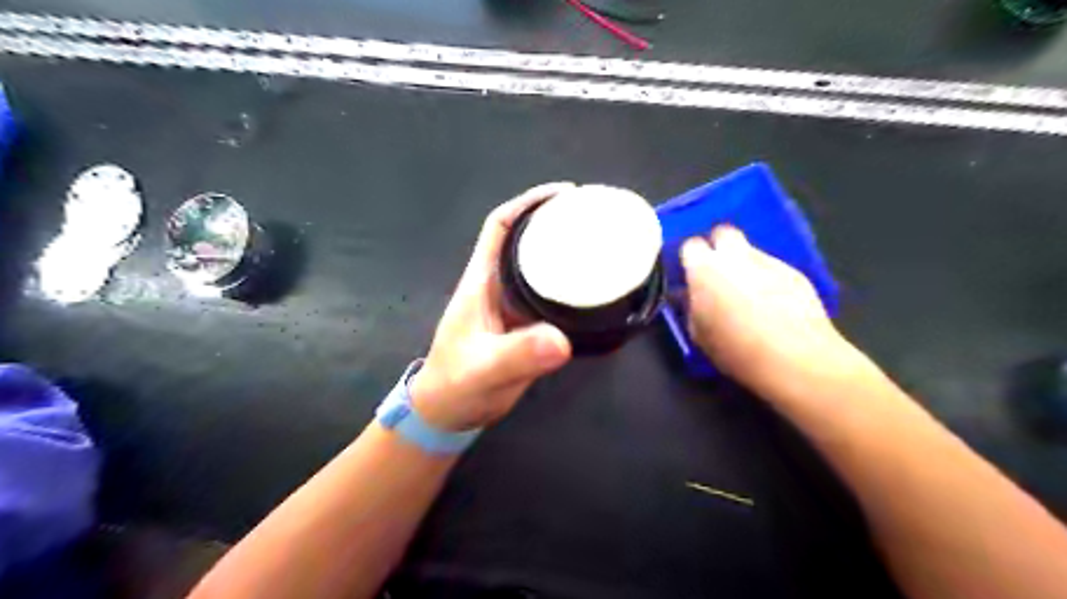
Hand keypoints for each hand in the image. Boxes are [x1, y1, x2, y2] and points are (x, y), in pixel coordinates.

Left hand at [410, 182, 574, 429]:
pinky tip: (596, 290)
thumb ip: (518, 355)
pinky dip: (572, 287)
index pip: (500, 227)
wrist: (450, 414)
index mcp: (483, 281)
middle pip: (526, 241)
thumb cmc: (456, 385)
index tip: (565, 194)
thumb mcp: (484, 369)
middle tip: (595, 218)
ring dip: (566, 254)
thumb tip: (561, 340)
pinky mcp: (528, 326)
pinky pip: (552, 296)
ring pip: (541, 268)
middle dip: (555, 223)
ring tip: (603, 246)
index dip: (528, 203)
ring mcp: (514, 306)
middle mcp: (499, 286)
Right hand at [684, 227, 866, 399]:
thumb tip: (690, 296)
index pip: (691, 245)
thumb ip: (691, 307)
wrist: (795, 358)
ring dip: (744, 264)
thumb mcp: (698, 333)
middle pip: (723, 232)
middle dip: (718, 246)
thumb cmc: (736, 349)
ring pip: (750, 250)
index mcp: (705, 269)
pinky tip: (772, 303)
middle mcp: (736, 257)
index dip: (690, 259)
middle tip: (716, 271)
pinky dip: (767, 278)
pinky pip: (773, 267)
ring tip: (747, 293)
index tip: (690, 275)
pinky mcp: (795, 272)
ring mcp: (769, 261)